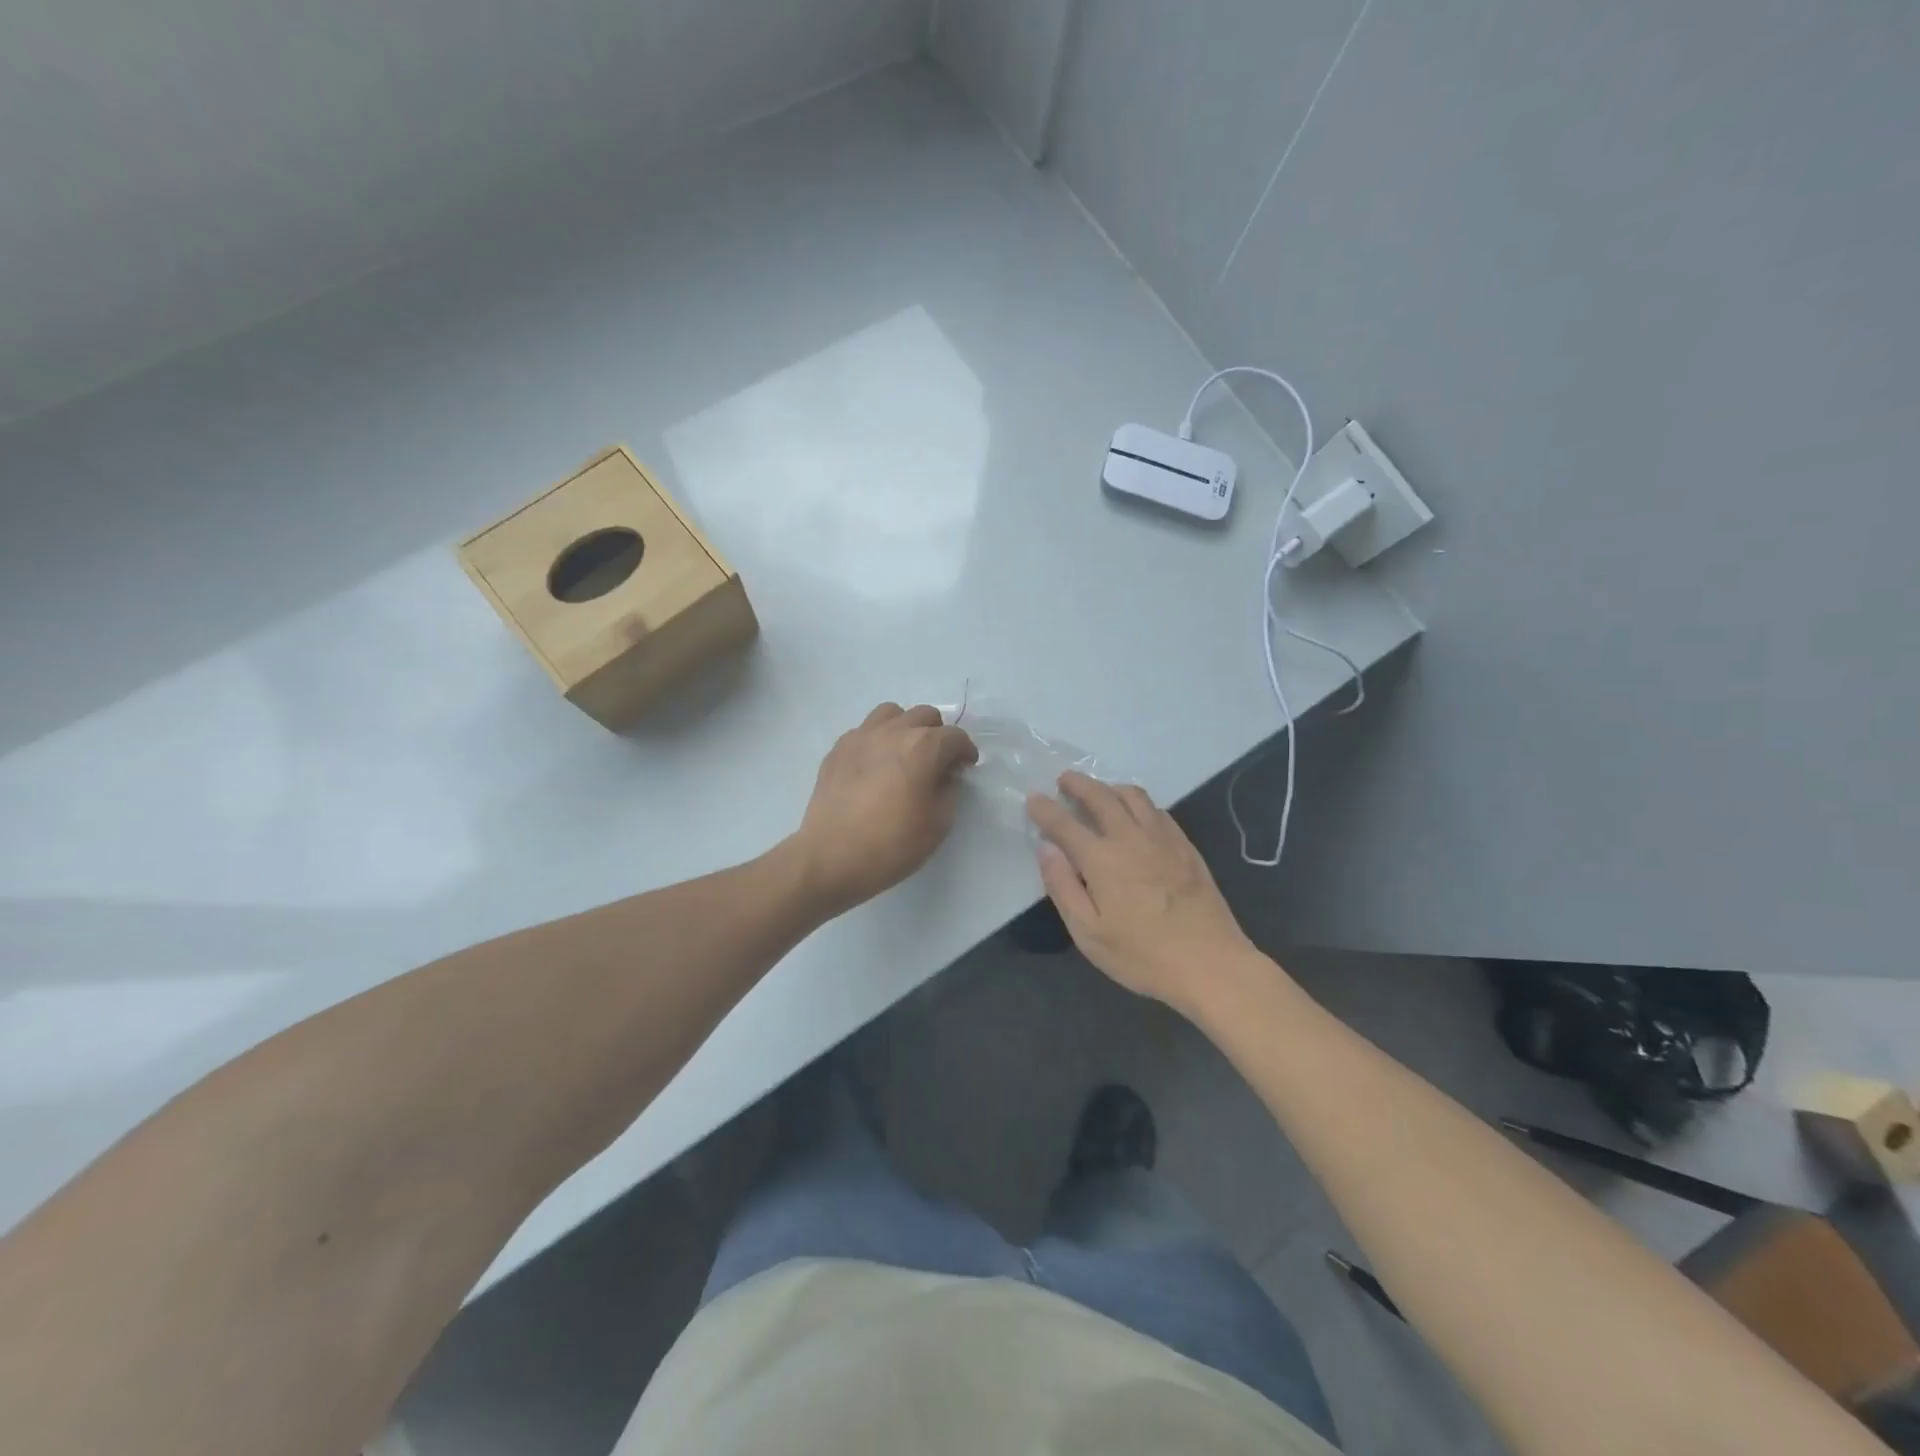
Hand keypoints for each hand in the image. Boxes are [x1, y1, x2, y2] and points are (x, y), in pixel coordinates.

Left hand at [791, 703, 978, 915]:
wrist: (831, 858)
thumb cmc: (892, 844)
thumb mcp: (938, 824)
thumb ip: (949, 791)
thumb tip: (945, 776)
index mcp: (922, 747)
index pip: (954, 737)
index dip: (965, 751)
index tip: (966, 766)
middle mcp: (892, 731)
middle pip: (924, 715)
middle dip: (937, 734)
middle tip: (937, 761)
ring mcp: (861, 737)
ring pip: (891, 713)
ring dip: (905, 728)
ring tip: (904, 753)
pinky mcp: (837, 749)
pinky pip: (864, 731)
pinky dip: (877, 740)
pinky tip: (875, 765)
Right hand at [1026, 772, 1256, 1010]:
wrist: (1210, 963)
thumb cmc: (1142, 955)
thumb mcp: (1088, 933)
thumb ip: (1063, 886)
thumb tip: (1046, 848)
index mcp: (1101, 859)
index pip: (1065, 823)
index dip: (1045, 809)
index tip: (1033, 799)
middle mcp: (1130, 838)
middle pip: (1100, 797)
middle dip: (1078, 784)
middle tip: (1064, 779)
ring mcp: (1162, 838)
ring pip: (1133, 796)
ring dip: (1110, 787)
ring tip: (1100, 791)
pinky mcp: (1186, 846)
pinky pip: (1157, 810)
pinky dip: (1138, 802)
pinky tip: (1136, 814)